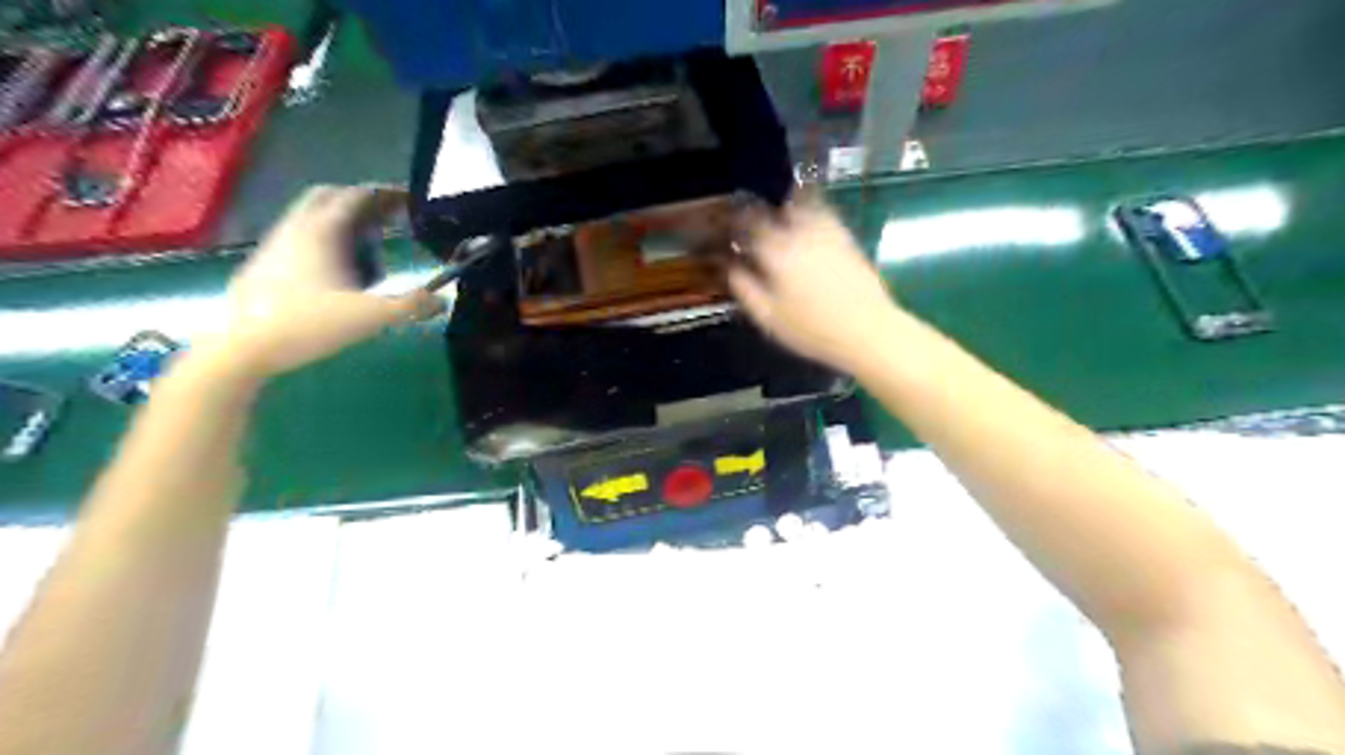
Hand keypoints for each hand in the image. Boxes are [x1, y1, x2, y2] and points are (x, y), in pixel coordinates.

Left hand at [196, 183, 445, 383]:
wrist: (241, 348)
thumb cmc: (307, 324)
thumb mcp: (369, 317)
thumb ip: (410, 306)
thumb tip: (443, 300)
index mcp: (322, 232)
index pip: (356, 196)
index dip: (385, 193)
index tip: (411, 200)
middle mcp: (296, 229)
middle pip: (328, 197)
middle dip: (361, 201)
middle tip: (389, 216)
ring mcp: (274, 246)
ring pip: (311, 217)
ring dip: (342, 222)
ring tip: (368, 247)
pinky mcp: (263, 265)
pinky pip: (299, 238)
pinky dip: (324, 241)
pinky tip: (337, 272)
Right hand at [733, 194, 906, 371]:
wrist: (868, 330)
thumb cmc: (812, 330)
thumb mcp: (768, 317)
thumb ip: (744, 288)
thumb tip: (730, 265)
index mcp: (776, 252)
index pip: (748, 224)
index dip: (734, 222)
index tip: (727, 228)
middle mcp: (800, 233)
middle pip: (774, 209)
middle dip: (760, 213)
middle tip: (752, 225)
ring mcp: (827, 232)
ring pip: (801, 204)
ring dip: (785, 207)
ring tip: (778, 219)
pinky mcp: (847, 237)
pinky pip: (824, 213)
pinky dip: (811, 211)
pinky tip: (807, 225)